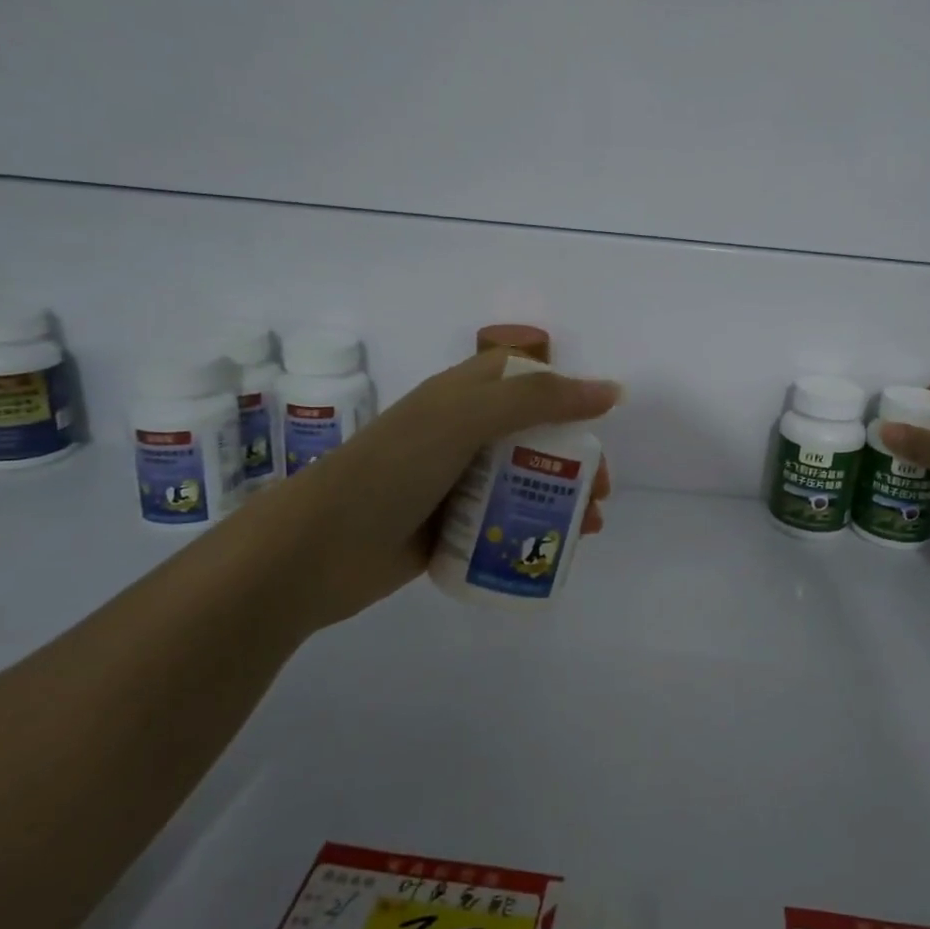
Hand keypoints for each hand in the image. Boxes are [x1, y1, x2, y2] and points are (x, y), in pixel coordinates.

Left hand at [260, 350, 620, 627]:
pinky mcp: (448, 526)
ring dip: (562, 498)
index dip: (564, 392)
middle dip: (574, 458)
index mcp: (460, 395)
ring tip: (590, 527)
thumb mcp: (465, 419)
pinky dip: (533, 530)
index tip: (597, 422)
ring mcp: (453, 481)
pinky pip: (503, 520)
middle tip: (601, 489)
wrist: (318, 549)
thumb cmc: (394, 469)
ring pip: (522, 480)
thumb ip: (538, 400)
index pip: (524, 378)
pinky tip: (553, 550)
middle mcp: (459, 433)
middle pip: (533, 434)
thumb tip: (611, 391)